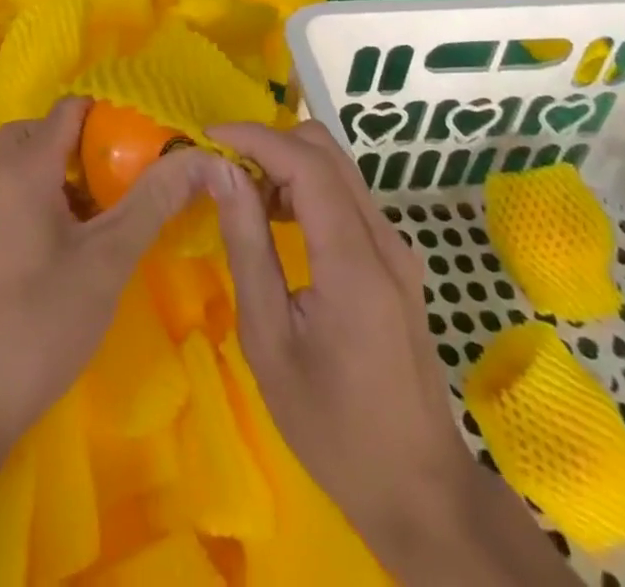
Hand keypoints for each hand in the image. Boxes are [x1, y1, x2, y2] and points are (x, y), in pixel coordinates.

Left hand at [0, 95, 216, 446]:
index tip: (154, 134)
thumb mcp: (107, 258)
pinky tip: (91, 238)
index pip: (70, 108)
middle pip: (45, 132)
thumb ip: (152, 202)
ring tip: (120, 200)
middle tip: (130, 167)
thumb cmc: (40, 319)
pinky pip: (30, 197)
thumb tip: (203, 157)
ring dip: (75, 173)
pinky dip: (60, 199)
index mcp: (27, 166)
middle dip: (89, 141)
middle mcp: (5, 177)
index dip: (113, 111)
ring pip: (37, 166)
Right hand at [207, 121, 572, 583]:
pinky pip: (347, 196)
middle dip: (270, 145)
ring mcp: (397, 248)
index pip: (306, 163)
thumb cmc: (332, 424)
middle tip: (225, 175)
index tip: (206, 139)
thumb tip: (220, 173)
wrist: (418, 487)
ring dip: (287, 165)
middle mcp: (384, 240)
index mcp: (354, 261)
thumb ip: (247, 245)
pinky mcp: (396, 261)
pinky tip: (279, 224)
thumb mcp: (269, 339)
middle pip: (327, 150)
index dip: (253, 137)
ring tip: (246, 202)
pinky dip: (307, 188)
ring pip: (338, 168)